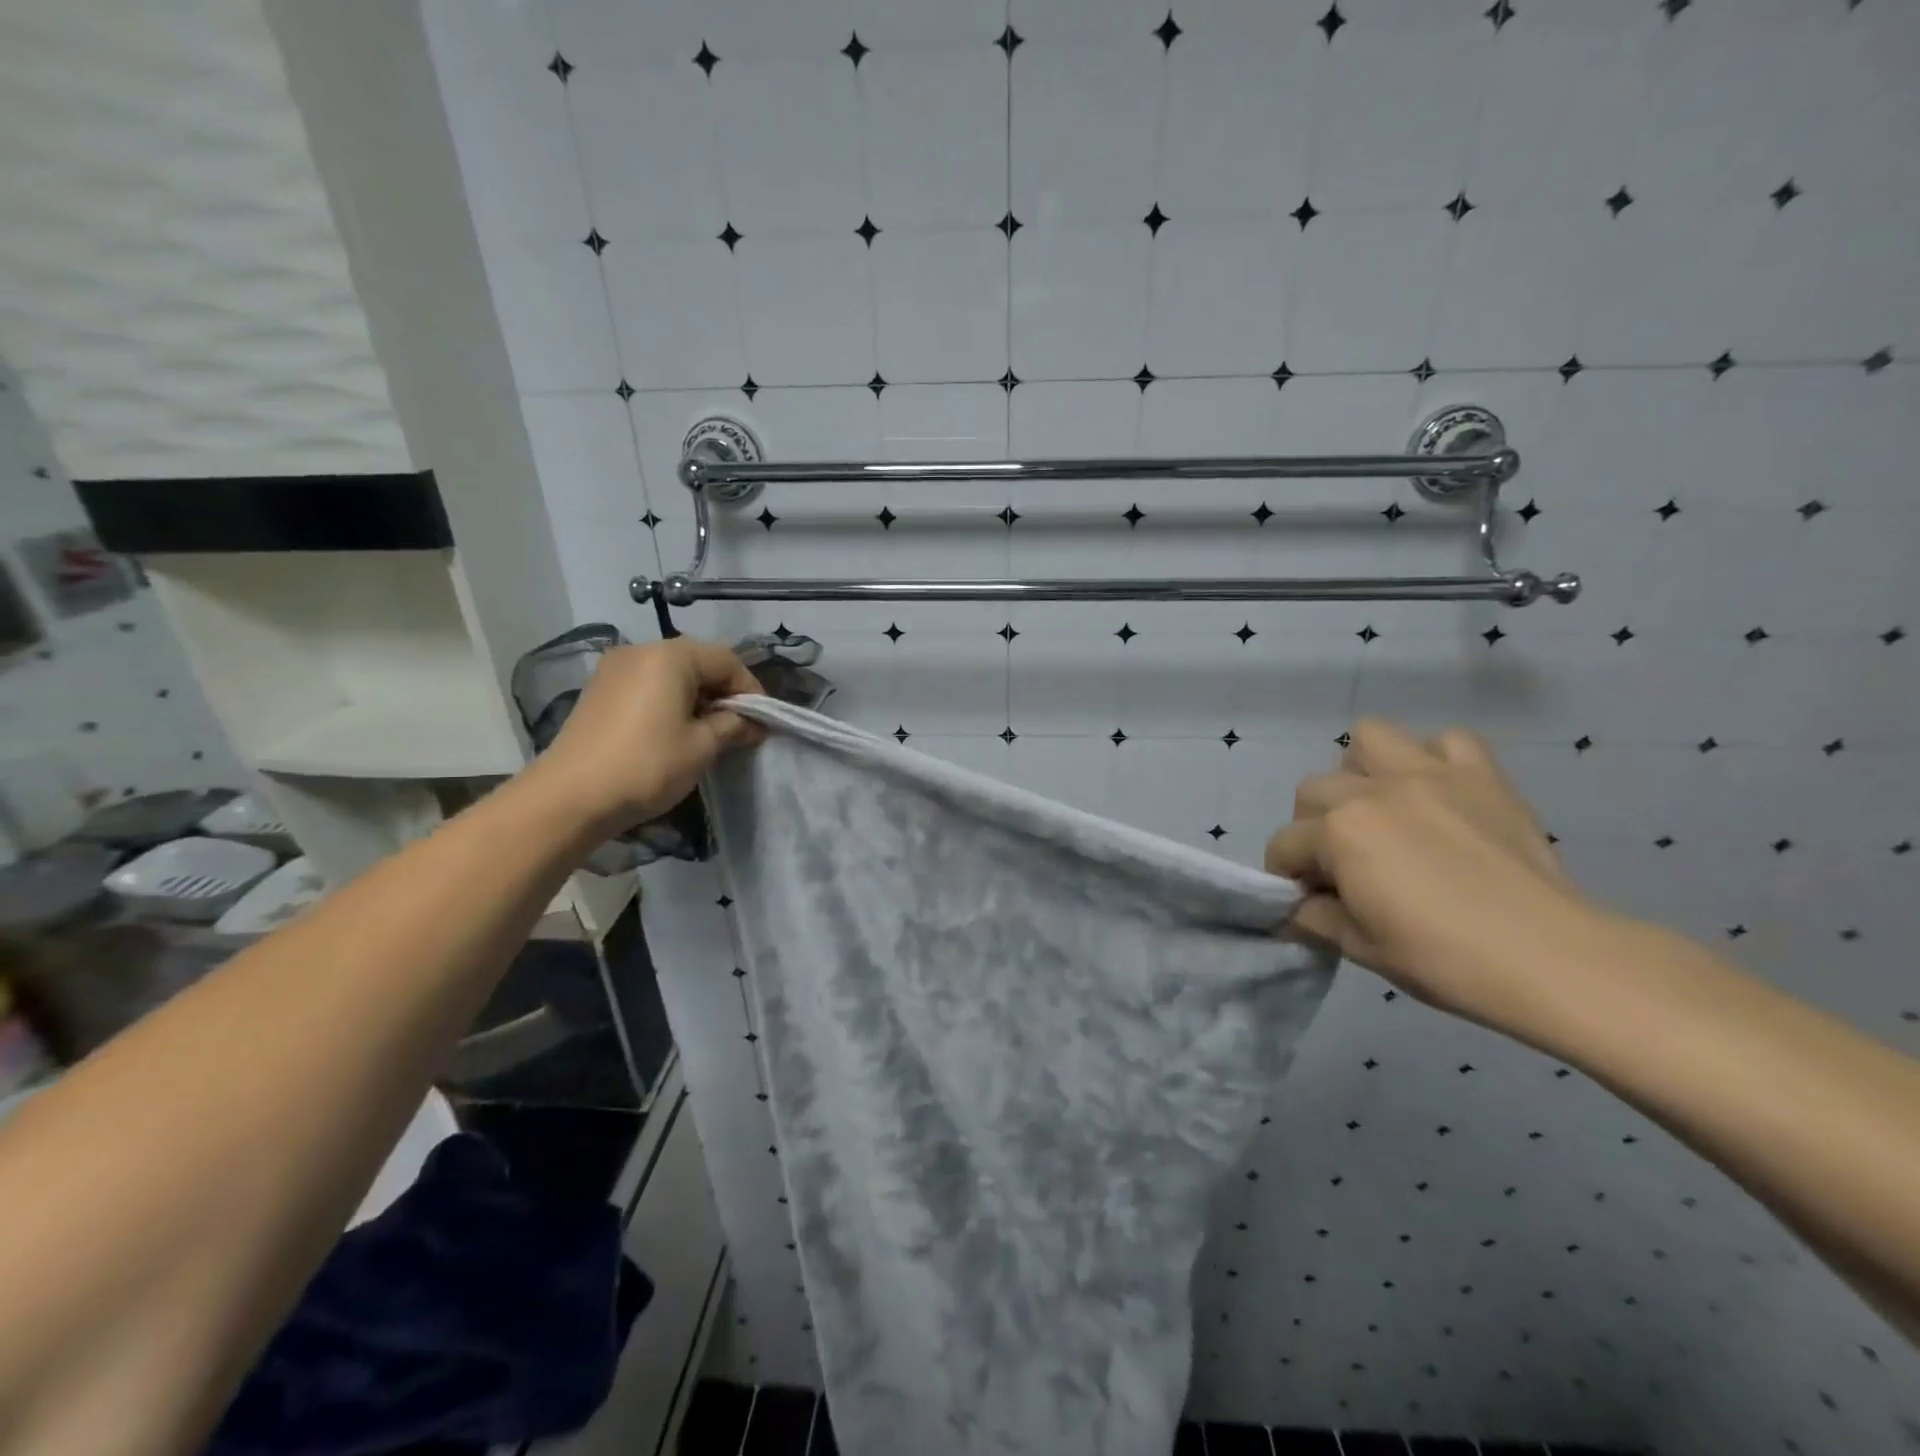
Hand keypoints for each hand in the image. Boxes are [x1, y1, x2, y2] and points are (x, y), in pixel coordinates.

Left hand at [532, 638, 764, 833]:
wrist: (570, 797)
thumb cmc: (647, 765)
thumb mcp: (701, 746)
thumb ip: (733, 725)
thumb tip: (754, 724)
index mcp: (670, 656)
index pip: (726, 660)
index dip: (751, 689)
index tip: (762, 721)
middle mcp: (641, 651)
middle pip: (698, 661)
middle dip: (725, 692)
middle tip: (740, 726)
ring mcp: (615, 669)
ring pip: (672, 674)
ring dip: (698, 697)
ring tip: (710, 732)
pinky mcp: (600, 690)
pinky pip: (648, 685)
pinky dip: (670, 701)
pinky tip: (676, 731)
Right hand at [1265, 719, 1601, 1037]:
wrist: (1551, 959)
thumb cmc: (1444, 959)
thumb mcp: (1360, 947)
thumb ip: (1314, 918)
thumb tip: (1296, 909)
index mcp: (1338, 832)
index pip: (1284, 844)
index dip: (1287, 876)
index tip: (1306, 900)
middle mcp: (1373, 790)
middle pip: (1313, 790)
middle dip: (1313, 826)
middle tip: (1342, 863)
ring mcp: (1429, 774)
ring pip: (1370, 739)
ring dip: (1362, 771)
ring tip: (1381, 808)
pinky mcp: (1481, 775)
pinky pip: (1448, 741)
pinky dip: (1435, 759)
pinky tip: (1439, 795)